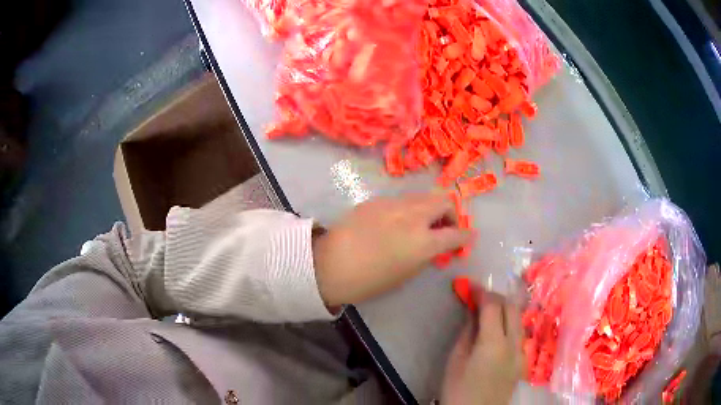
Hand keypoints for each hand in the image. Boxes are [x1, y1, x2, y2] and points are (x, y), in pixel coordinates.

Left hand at [313, 191, 472, 306]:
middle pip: (444, 201)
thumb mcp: (406, 274)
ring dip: (430, 208)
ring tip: (422, 224)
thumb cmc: (369, 280)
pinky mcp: (377, 200)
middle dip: (451, 214)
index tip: (468, 238)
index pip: (456, 233)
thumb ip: (426, 255)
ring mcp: (394, 204)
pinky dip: (409, 209)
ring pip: (423, 197)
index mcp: (424, 241)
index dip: (466, 236)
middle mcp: (413, 216)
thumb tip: (434, 246)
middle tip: (444, 228)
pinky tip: (397, 222)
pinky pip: (402, 200)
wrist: (329, 264)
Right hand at [441, 291, 525, 404]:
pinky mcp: (523, 361)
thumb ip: (468, 332)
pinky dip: (509, 324)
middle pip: (511, 307)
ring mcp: (522, 352)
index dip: (482, 292)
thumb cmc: (458, 389)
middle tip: (479, 297)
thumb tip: (473, 311)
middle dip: (496, 297)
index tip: (470, 286)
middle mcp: (514, 343)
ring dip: (505, 309)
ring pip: (518, 319)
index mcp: (494, 343)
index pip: (493, 306)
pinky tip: (497, 331)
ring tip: (487, 311)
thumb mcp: (456, 359)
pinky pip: (519, 333)